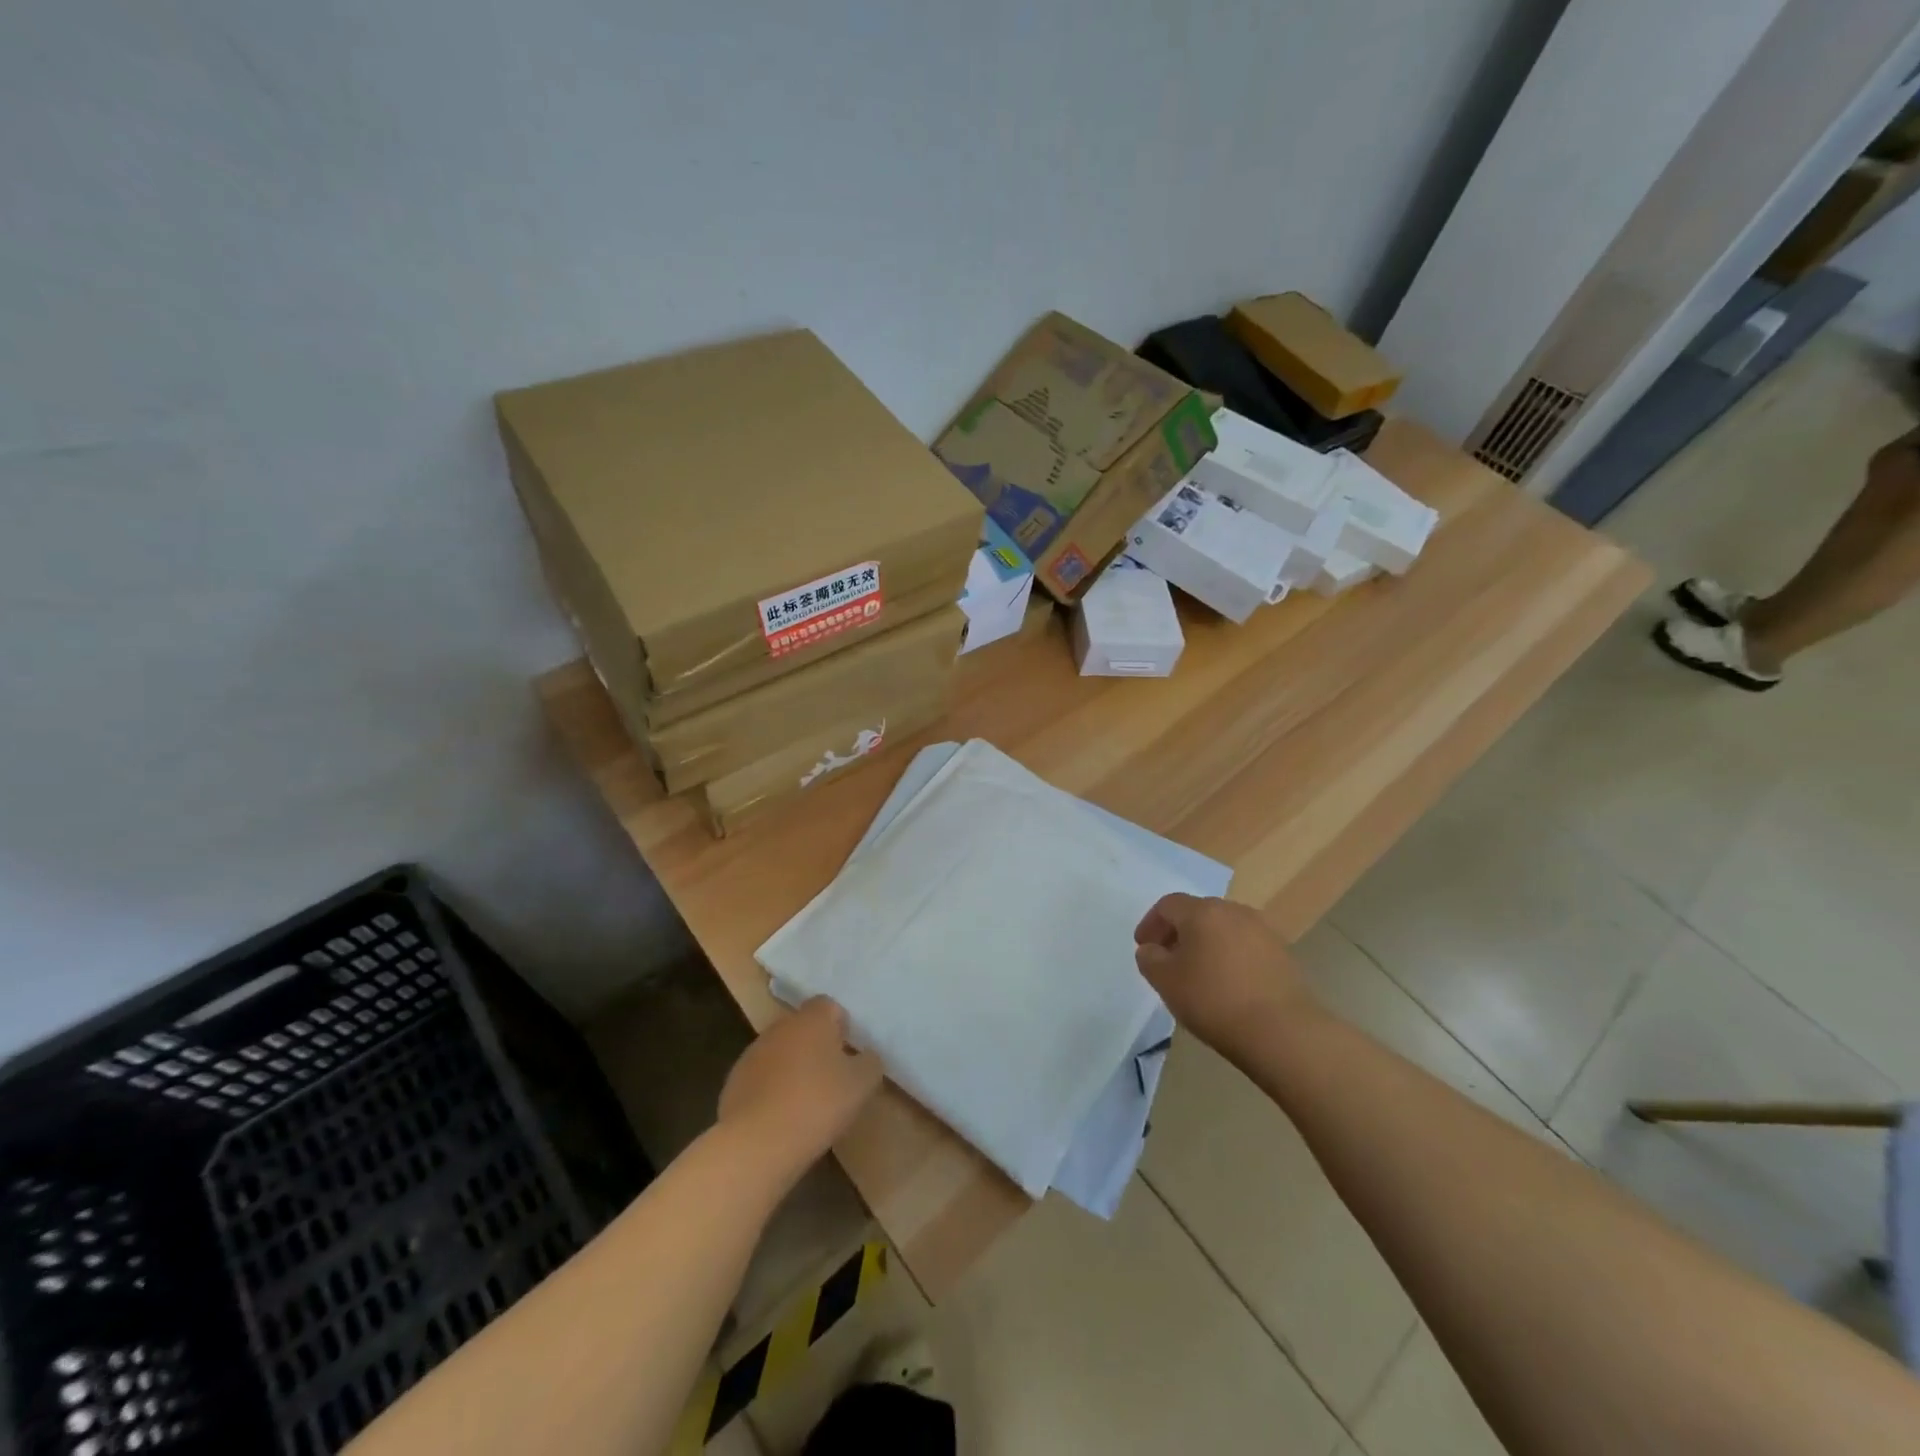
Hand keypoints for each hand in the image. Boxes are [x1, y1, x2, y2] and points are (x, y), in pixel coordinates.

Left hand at [718, 998, 884, 1179]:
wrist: (757, 1143)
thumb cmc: (817, 1104)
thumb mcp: (862, 1084)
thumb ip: (869, 1062)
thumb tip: (866, 1056)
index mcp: (812, 1019)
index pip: (828, 1005)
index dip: (840, 1025)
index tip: (848, 1052)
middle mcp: (780, 1027)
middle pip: (803, 1027)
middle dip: (816, 1046)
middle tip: (831, 1077)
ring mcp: (753, 1053)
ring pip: (780, 1052)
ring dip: (793, 1067)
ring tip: (805, 1101)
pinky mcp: (734, 1082)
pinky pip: (761, 1077)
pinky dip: (772, 1089)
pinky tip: (781, 1117)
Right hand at [1133, 894, 1316, 1058]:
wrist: (1283, 1032)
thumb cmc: (1214, 1000)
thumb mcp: (1165, 981)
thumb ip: (1150, 959)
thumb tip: (1153, 949)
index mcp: (1203, 911)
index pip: (1168, 905)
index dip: (1151, 923)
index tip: (1144, 947)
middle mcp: (1234, 911)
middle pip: (1198, 912)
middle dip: (1179, 932)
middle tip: (1168, 959)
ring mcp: (1263, 930)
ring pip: (1224, 928)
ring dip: (1206, 943)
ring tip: (1199, 973)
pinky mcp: (1283, 954)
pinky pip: (1246, 946)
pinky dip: (1230, 956)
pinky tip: (1228, 984)